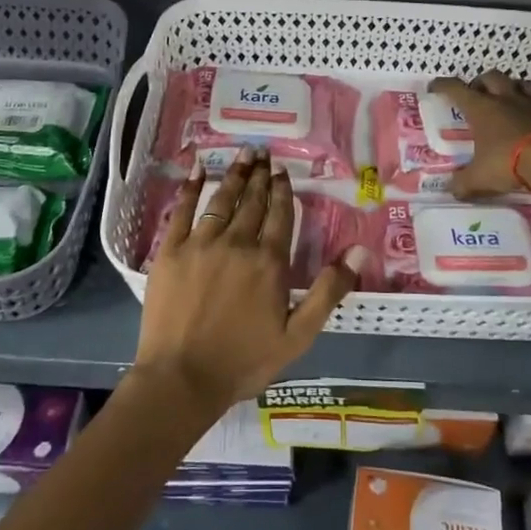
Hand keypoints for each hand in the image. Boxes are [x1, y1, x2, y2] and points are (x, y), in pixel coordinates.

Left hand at [136, 147, 367, 414]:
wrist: (182, 378)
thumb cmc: (244, 361)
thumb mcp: (299, 335)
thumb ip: (329, 290)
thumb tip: (359, 250)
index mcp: (269, 262)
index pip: (279, 214)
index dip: (282, 189)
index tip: (282, 168)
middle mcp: (237, 243)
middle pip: (252, 201)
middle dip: (260, 175)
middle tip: (263, 152)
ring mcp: (201, 244)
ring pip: (221, 200)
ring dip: (234, 175)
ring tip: (242, 154)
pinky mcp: (171, 251)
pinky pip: (182, 210)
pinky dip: (191, 187)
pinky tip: (198, 168)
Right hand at [428, 71, 530, 196]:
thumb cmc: (508, 162)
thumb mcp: (480, 177)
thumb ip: (463, 183)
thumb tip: (451, 189)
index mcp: (481, 108)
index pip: (456, 88)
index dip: (443, 85)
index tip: (434, 86)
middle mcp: (504, 99)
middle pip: (490, 77)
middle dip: (480, 82)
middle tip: (475, 95)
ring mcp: (530, 104)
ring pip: (518, 82)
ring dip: (509, 86)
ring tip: (505, 99)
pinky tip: (529, 117)